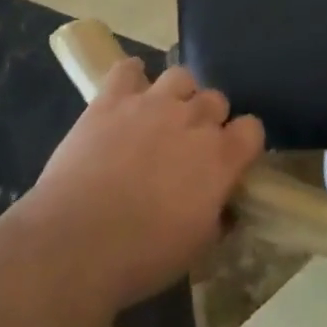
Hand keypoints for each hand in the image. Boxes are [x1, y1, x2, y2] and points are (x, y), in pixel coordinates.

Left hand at [15, 59, 264, 313]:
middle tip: (188, 146)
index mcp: (220, 157)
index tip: (229, 160)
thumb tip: (224, 206)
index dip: (242, 143)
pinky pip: (127, 69)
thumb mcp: (196, 247)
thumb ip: (217, 216)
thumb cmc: (141, 257)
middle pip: (216, 99)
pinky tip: (127, 94)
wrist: (74, 245)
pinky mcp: (111, 100)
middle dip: (208, 119)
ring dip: (177, 95)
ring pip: (181, 76)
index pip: (252, 128)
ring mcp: (152, 104)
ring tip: (160, 117)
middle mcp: (193, 120)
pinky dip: (130, 76)